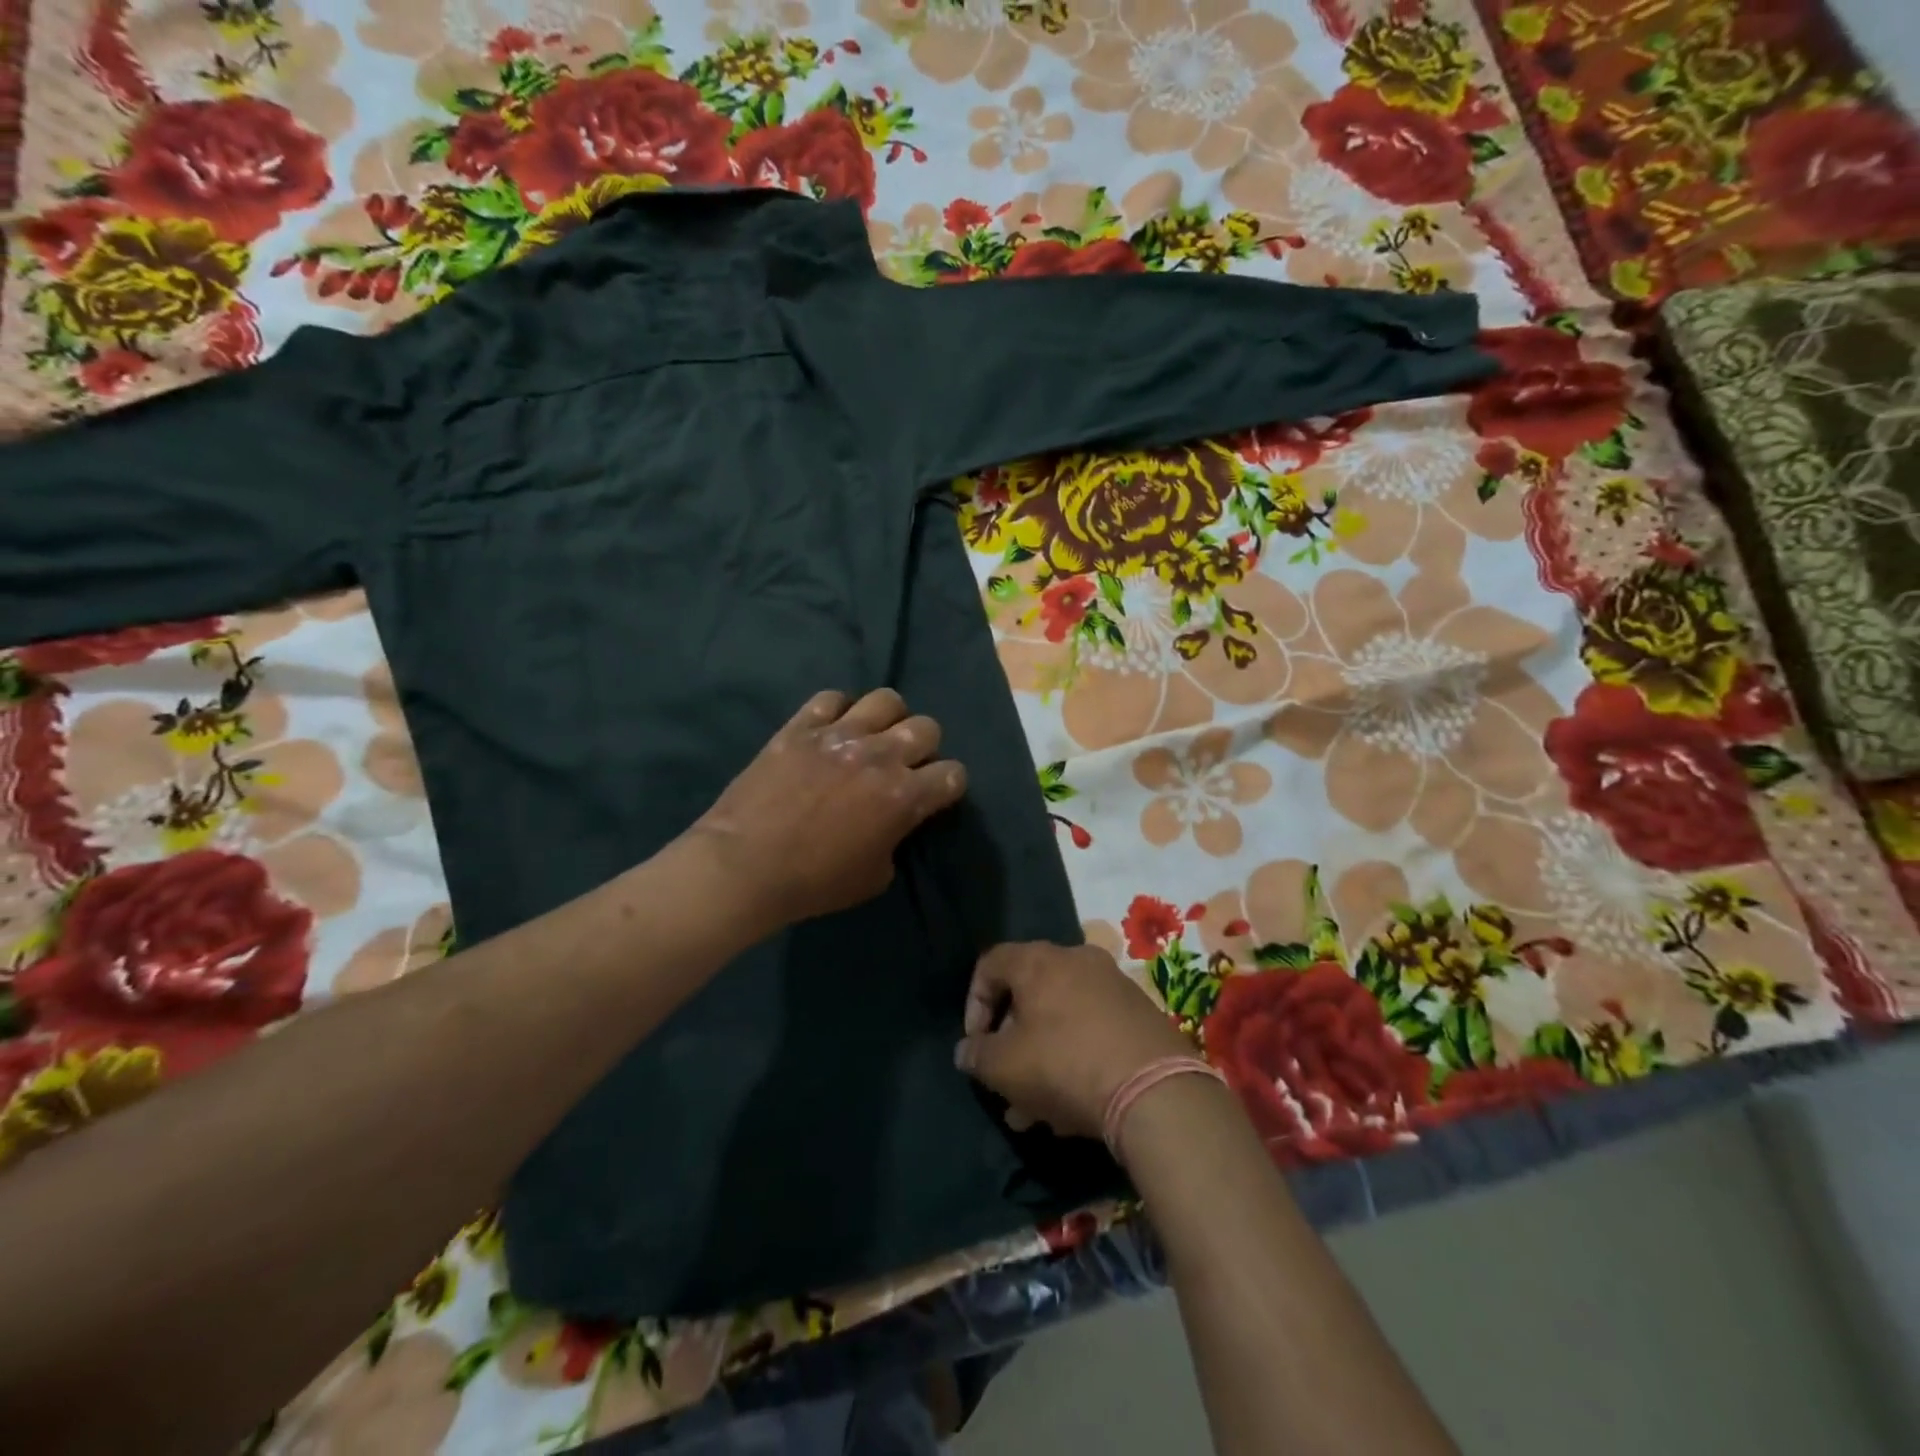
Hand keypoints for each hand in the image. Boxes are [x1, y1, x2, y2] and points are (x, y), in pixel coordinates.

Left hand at [689, 688, 966, 933]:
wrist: (745, 866)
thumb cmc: (813, 883)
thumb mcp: (875, 877)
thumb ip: (895, 839)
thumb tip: (892, 822)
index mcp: (904, 796)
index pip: (953, 774)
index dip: (948, 786)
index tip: (934, 795)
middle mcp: (880, 755)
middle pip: (927, 728)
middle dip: (924, 747)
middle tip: (903, 766)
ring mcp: (839, 735)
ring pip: (886, 700)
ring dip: (887, 719)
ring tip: (872, 737)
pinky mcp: (800, 727)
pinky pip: (830, 698)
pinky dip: (837, 711)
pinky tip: (831, 729)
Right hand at [954, 943, 1193, 1140]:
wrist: (1156, 1090)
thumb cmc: (1065, 1065)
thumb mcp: (1004, 1067)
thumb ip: (976, 1055)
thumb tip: (968, 1051)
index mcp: (1039, 960)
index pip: (990, 963)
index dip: (974, 1003)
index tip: (976, 1044)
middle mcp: (1077, 959)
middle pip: (1029, 992)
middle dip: (1011, 1039)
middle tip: (1005, 1080)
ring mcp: (1113, 984)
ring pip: (1062, 1016)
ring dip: (1041, 1056)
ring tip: (1034, 1109)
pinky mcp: (1140, 1013)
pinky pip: (1092, 1028)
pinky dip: (1075, 1056)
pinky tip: (1073, 1104)